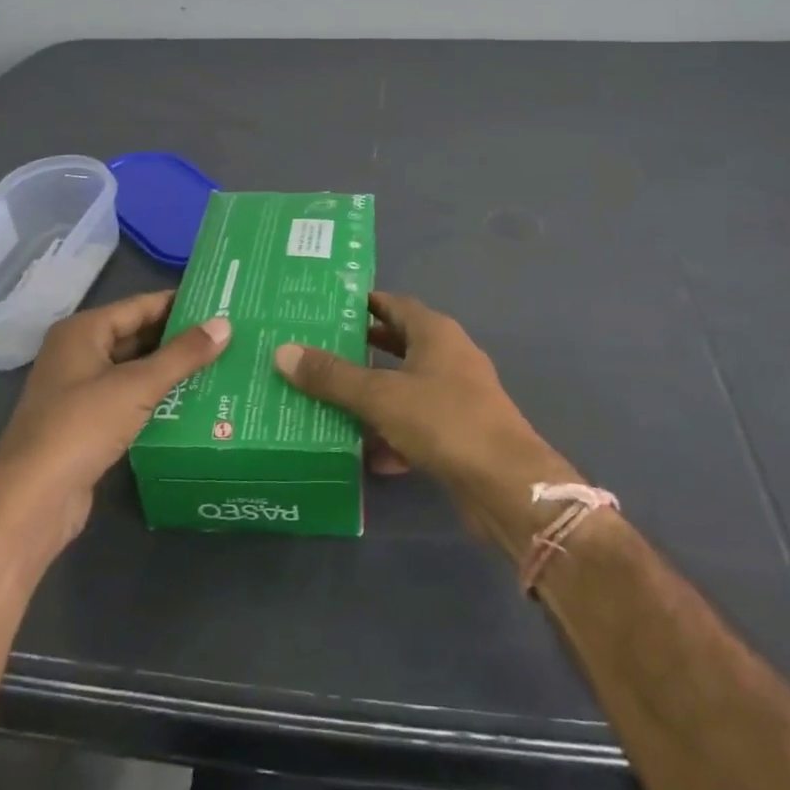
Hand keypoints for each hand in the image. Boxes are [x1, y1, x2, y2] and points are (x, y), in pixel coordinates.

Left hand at [0, 291, 230, 544]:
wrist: (30, 503)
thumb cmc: (80, 427)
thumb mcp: (137, 386)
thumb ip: (182, 354)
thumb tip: (224, 324)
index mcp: (83, 332)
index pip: (140, 305)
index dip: (180, 303)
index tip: (221, 303)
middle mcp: (79, 354)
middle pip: (138, 336)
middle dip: (180, 338)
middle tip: (229, 335)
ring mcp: (81, 391)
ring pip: (136, 370)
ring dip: (172, 370)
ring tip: (222, 365)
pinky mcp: (88, 425)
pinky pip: (131, 400)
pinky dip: (159, 398)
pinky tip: (195, 402)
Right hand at [273, 292, 578, 559]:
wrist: (506, 484)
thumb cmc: (444, 421)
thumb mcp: (381, 396)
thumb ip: (332, 376)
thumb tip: (283, 351)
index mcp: (435, 333)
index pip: (394, 304)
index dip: (363, 304)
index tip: (326, 308)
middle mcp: (449, 357)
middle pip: (398, 345)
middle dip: (361, 350)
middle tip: (317, 353)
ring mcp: (457, 397)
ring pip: (405, 388)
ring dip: (373, 396)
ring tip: (327, 402)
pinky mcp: (459, 434)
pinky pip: (416, 425)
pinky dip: (391, 434)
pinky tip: (364, 454)